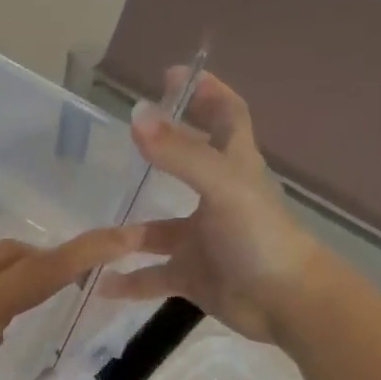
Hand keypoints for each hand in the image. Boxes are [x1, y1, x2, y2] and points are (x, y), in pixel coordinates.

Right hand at [99, 70, 316, 340]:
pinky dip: (129, 280)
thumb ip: (179, 154)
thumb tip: (137, 114)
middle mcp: (217, 199)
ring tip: (93, 230)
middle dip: (160, 149)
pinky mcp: (193, 276)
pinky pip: (153, 276)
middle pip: (187, 166)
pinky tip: (100, 283)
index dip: (207, 92)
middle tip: (124, 136)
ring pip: (158, 231)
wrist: (286, 304)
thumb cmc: (259, 237)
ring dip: (129, 233)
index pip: (226, 116)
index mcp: (233, 168)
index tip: (173, 75)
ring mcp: (203, 240)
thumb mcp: (221, 187)